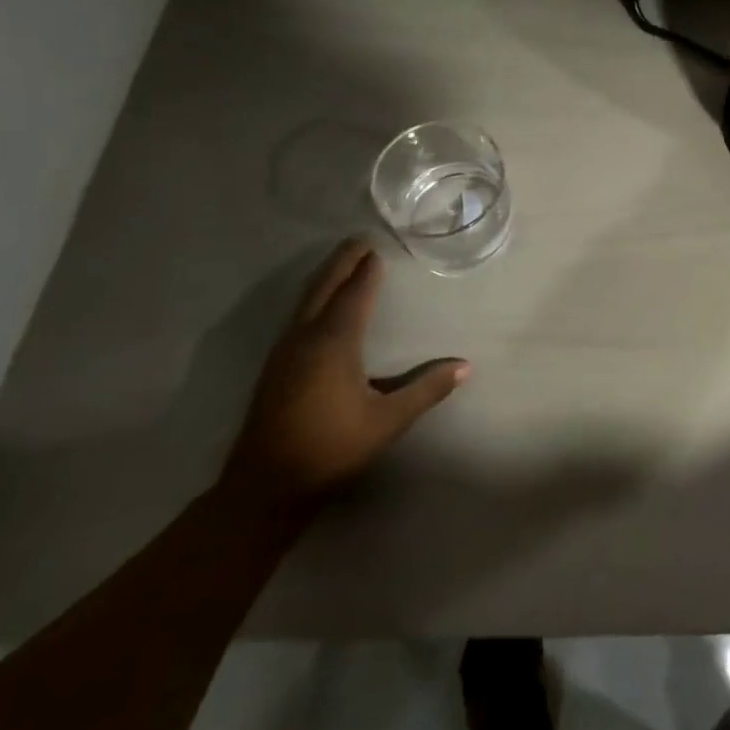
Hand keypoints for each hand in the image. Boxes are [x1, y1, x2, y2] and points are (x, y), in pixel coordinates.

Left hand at [222, 239, 469, 509]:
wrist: (264, 489)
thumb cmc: (330, 449)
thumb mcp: (387, 422)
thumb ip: (426, 390)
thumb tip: (465, 366)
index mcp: (334, 343)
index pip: (354, 294)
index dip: (367, 270)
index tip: (378, 248)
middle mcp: (306, 338)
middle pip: (324, 287)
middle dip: (342, 262)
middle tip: (359, 240)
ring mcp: (284, 352)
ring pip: (306, 300)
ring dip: (326, 277)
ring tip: (344, 263)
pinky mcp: (275, 368)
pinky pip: (298, 315)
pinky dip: (314, 297)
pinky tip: (320, 306)